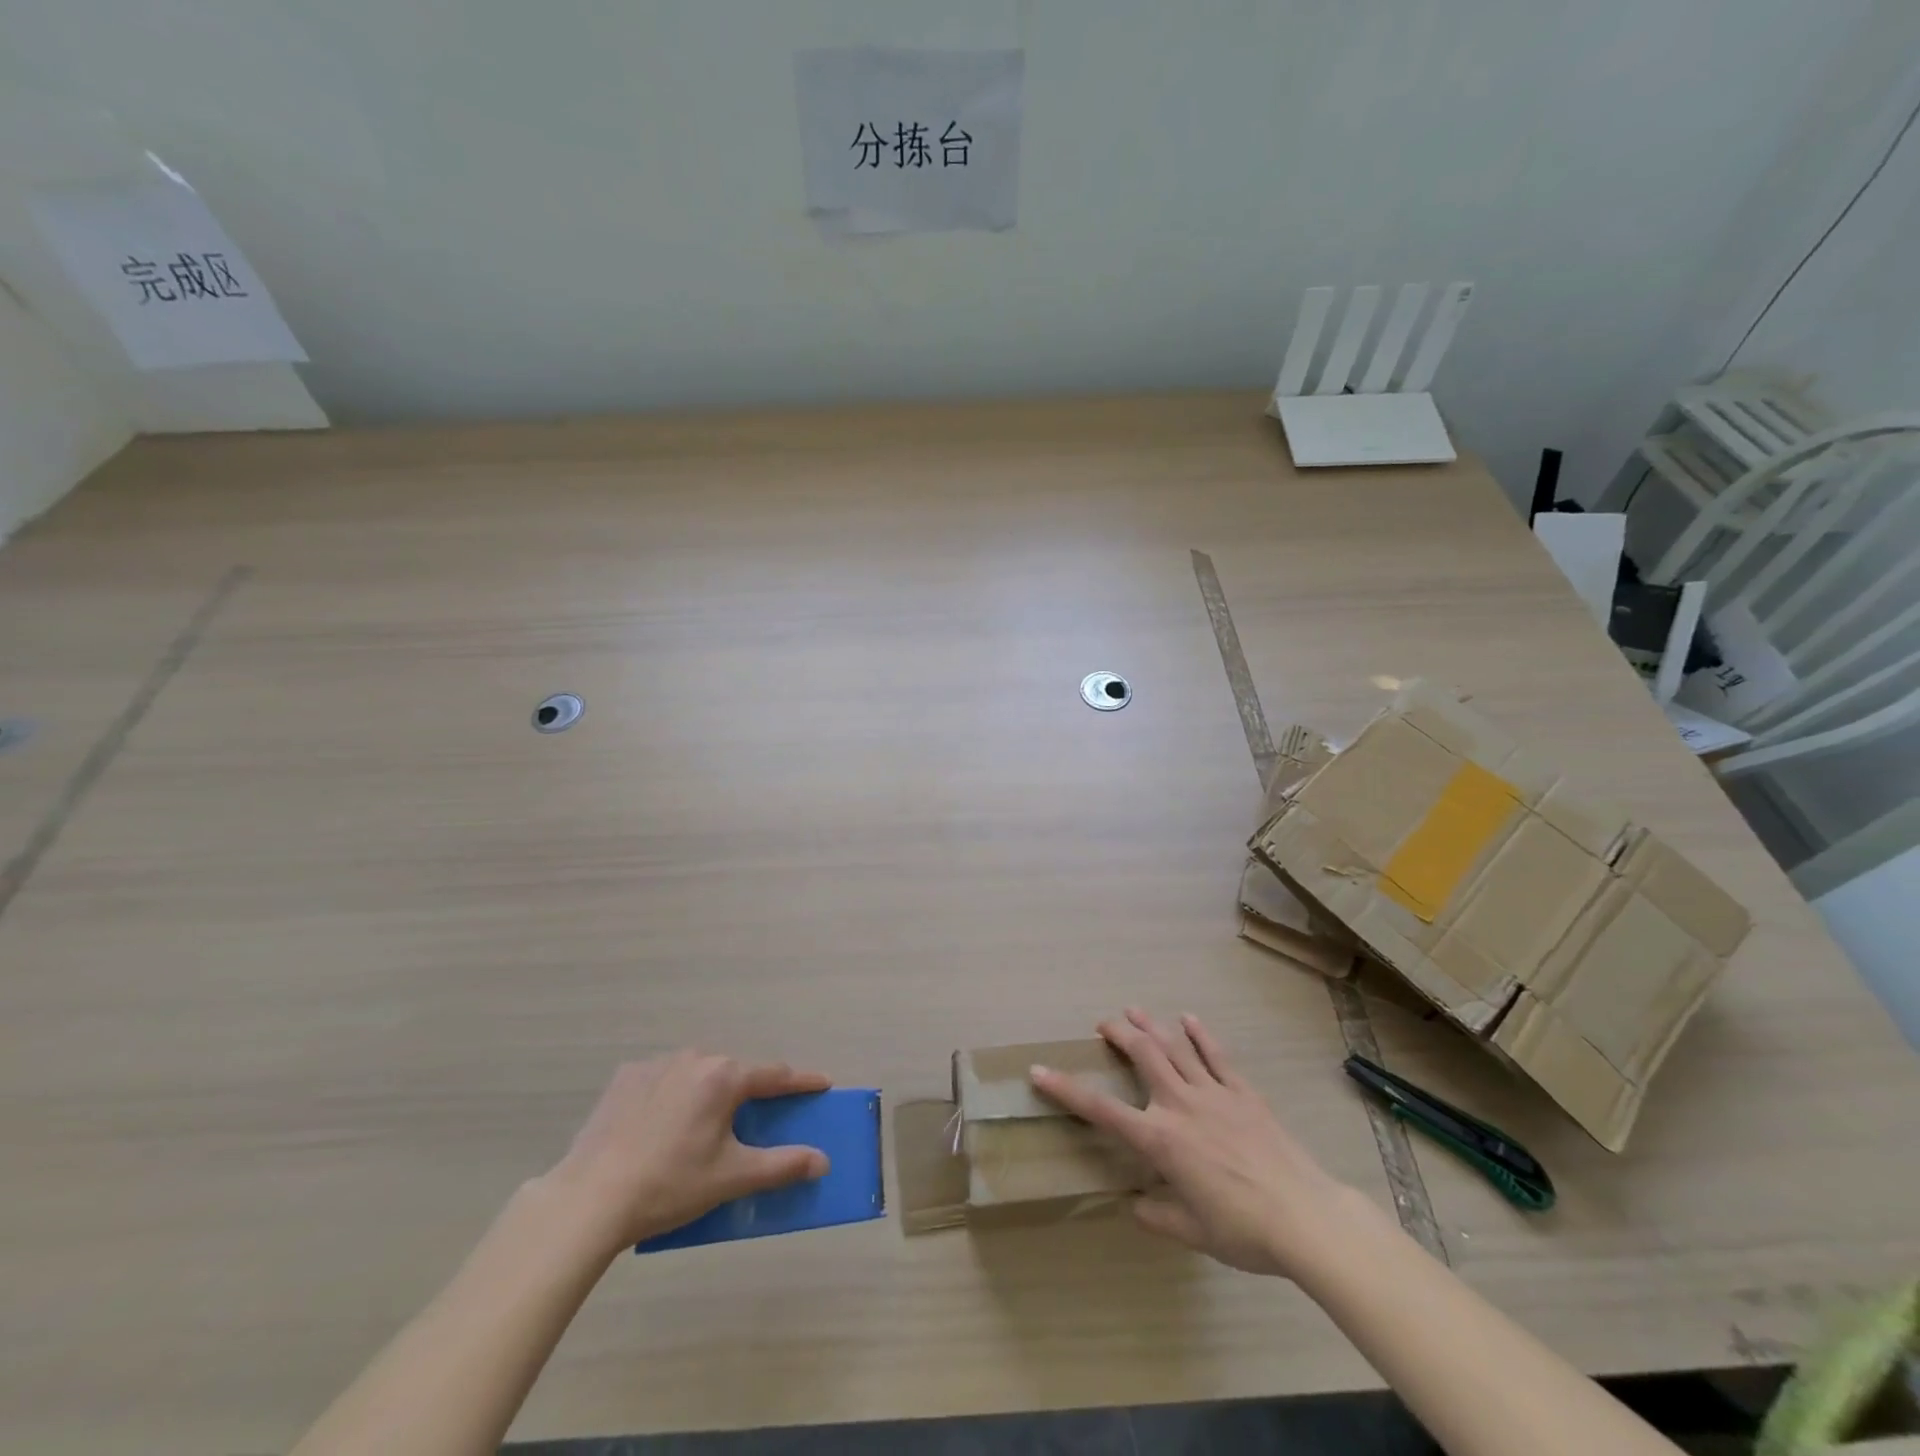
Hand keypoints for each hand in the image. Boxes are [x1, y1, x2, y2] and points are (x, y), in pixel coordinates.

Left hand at [540, 1052, 831, 1255]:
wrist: (589, 1198)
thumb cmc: (670, 1185)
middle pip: (734, 1072)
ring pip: (698, 1073)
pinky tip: (662, 1124)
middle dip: (750, 1092)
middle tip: (757, 1118)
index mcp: (724, 1077)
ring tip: (704, 1126)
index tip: (824, 1084)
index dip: (803, 1082)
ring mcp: (656, 1063)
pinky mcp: (625, 1077)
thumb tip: (822, 1160)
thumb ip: (782, 1165)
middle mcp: (695, 1057)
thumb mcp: (732, 1178)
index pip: (776, 1075)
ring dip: (710, 1091)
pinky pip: (664, 1079)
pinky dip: (673, 1094)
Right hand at [1031, 1009, 1353, 1276]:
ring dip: (1151, 1025)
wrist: (1304, 1217)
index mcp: (1160, 1140)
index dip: (1066, 1089)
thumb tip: (1135, 1205)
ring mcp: (1214, 1093)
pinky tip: (1188, 1019)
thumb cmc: (1243, 1230)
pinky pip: (1216, 1055)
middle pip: (1142, 1055)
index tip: (1039, 1071)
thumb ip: (1158, 1216)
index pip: (1102, 1110)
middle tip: (1103, 1024)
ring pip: (1175, 1046)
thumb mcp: (1192, 1232)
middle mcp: (1180, 1105)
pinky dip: (1200, 1034)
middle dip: (1118, 1034)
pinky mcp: (1243, 1092)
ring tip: (1133, 1011)